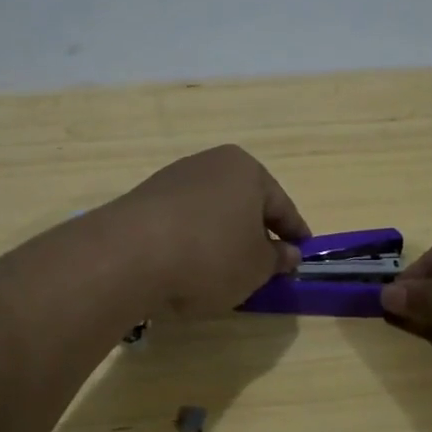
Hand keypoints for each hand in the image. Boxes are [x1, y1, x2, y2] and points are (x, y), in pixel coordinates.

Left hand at [108, 146, 310, 314]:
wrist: (129, 255)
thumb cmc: (210, 255)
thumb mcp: (256, 267)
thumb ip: (276, 259)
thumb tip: (288, 253)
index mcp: (246, 170)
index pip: (281, 205)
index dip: (294, 232)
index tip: (302, 251)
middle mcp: (209, 164)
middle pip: (243, 202)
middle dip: (255, 230)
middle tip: (266, 261)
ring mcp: (172, 179)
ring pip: (211, 210)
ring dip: (221, 235)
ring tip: (225, 268)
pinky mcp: (143, 199)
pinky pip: (181, 221)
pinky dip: (192, 240)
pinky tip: (190, 265)